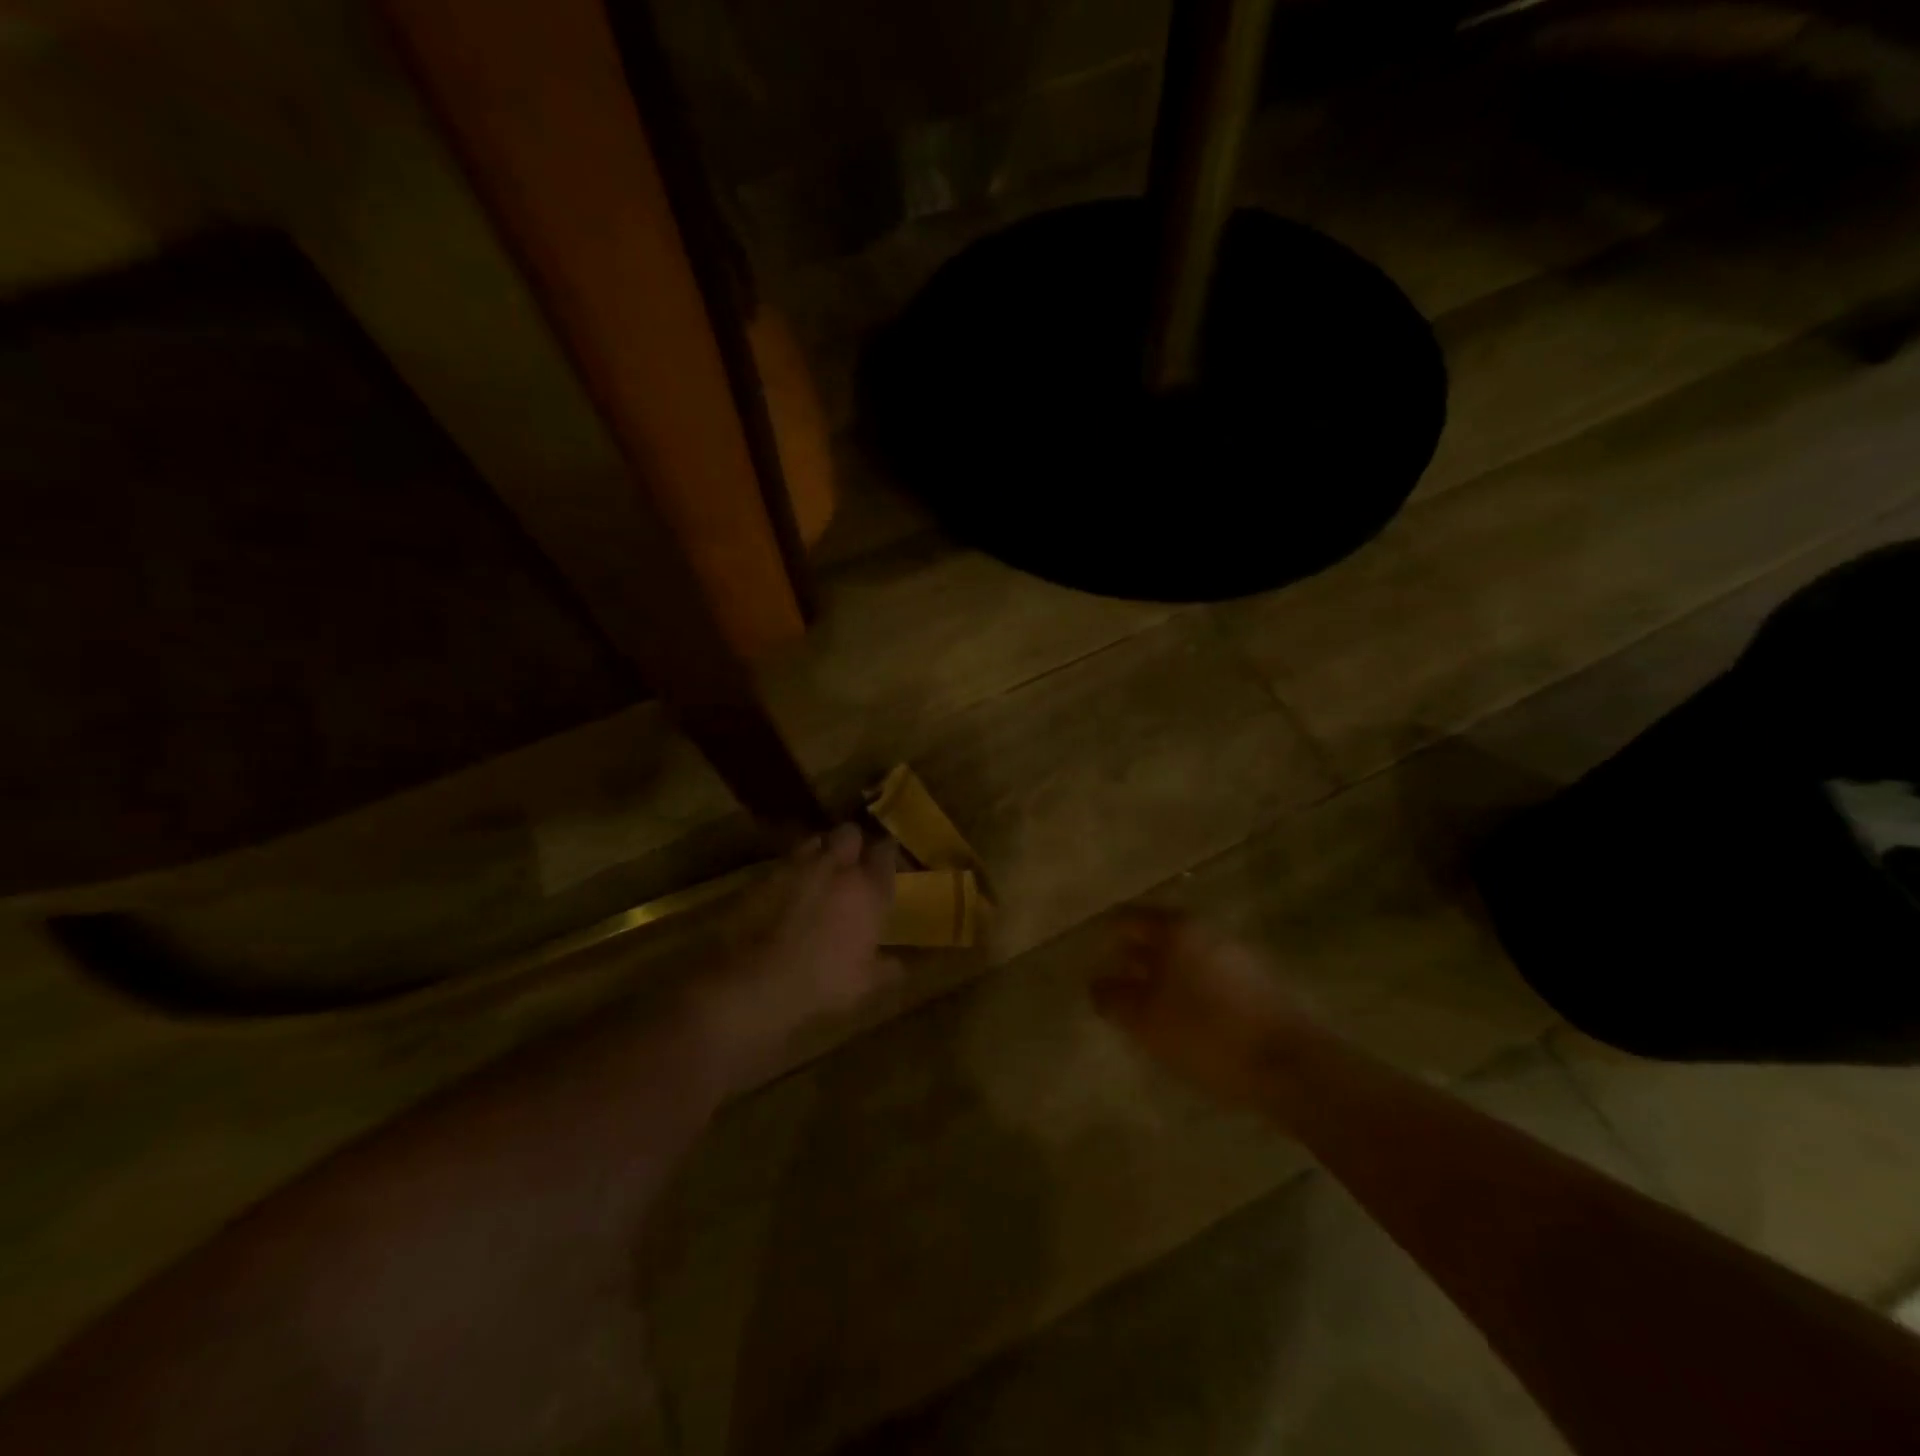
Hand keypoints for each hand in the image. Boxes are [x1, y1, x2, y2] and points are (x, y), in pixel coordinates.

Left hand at [699, 823, 897, 1090]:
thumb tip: (902, 965)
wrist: (761, 981)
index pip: (885, 851)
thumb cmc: (825, 982)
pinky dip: (791, 869)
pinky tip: (790, 888)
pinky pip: (786, 861)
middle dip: (852, 842)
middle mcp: (838, 868)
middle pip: (850, 832)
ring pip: (816, 840)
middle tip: (852, 862)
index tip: (885, 864)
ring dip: (820, 851)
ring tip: (819, 870)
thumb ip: (889, 968)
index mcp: (868, 888)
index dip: (886, 854)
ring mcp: (799, 867)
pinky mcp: (767, 875)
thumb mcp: (866, 984)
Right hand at [1091, 909, 1318, 1107]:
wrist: (1289, 1066)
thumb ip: (1112, 997)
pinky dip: (1190, 989)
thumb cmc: (1205, 1033)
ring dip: (1163, 975)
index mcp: (1177, 929)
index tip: (1092, 953)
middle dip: (1135, 956)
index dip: (1107, 934)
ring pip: (1186, 957)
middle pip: (1160, 935)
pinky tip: (1184, 1021)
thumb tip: (1096, 983)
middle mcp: (1207, 931)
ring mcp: (1237, 955)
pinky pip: (1210, 977)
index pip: (1129, 918)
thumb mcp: (1144, 1020)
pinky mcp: (1258, 984)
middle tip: (1114, 982)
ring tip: (1145, 1007)